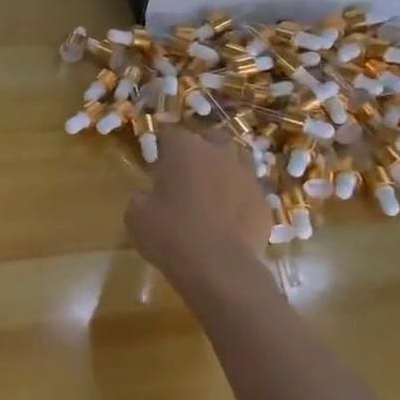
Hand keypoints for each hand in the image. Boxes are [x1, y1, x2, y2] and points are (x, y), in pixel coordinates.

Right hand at [125, 126, 268, 288]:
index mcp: (184, 148)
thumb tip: (151, 195)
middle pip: (209, 138)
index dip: (162, 144)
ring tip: (212, 190)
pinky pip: (249, 192)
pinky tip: (229, 218)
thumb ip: (143, 196)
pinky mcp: (263, 202)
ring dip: (224, 170)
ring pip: (236, 160)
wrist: (218, 267)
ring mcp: (246, 176)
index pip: (169, 132)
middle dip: (198, 150)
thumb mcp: (136, 214)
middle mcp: (218, 153)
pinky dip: (239, 199)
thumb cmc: (170, 234)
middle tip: (185, 172)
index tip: (156, 159)